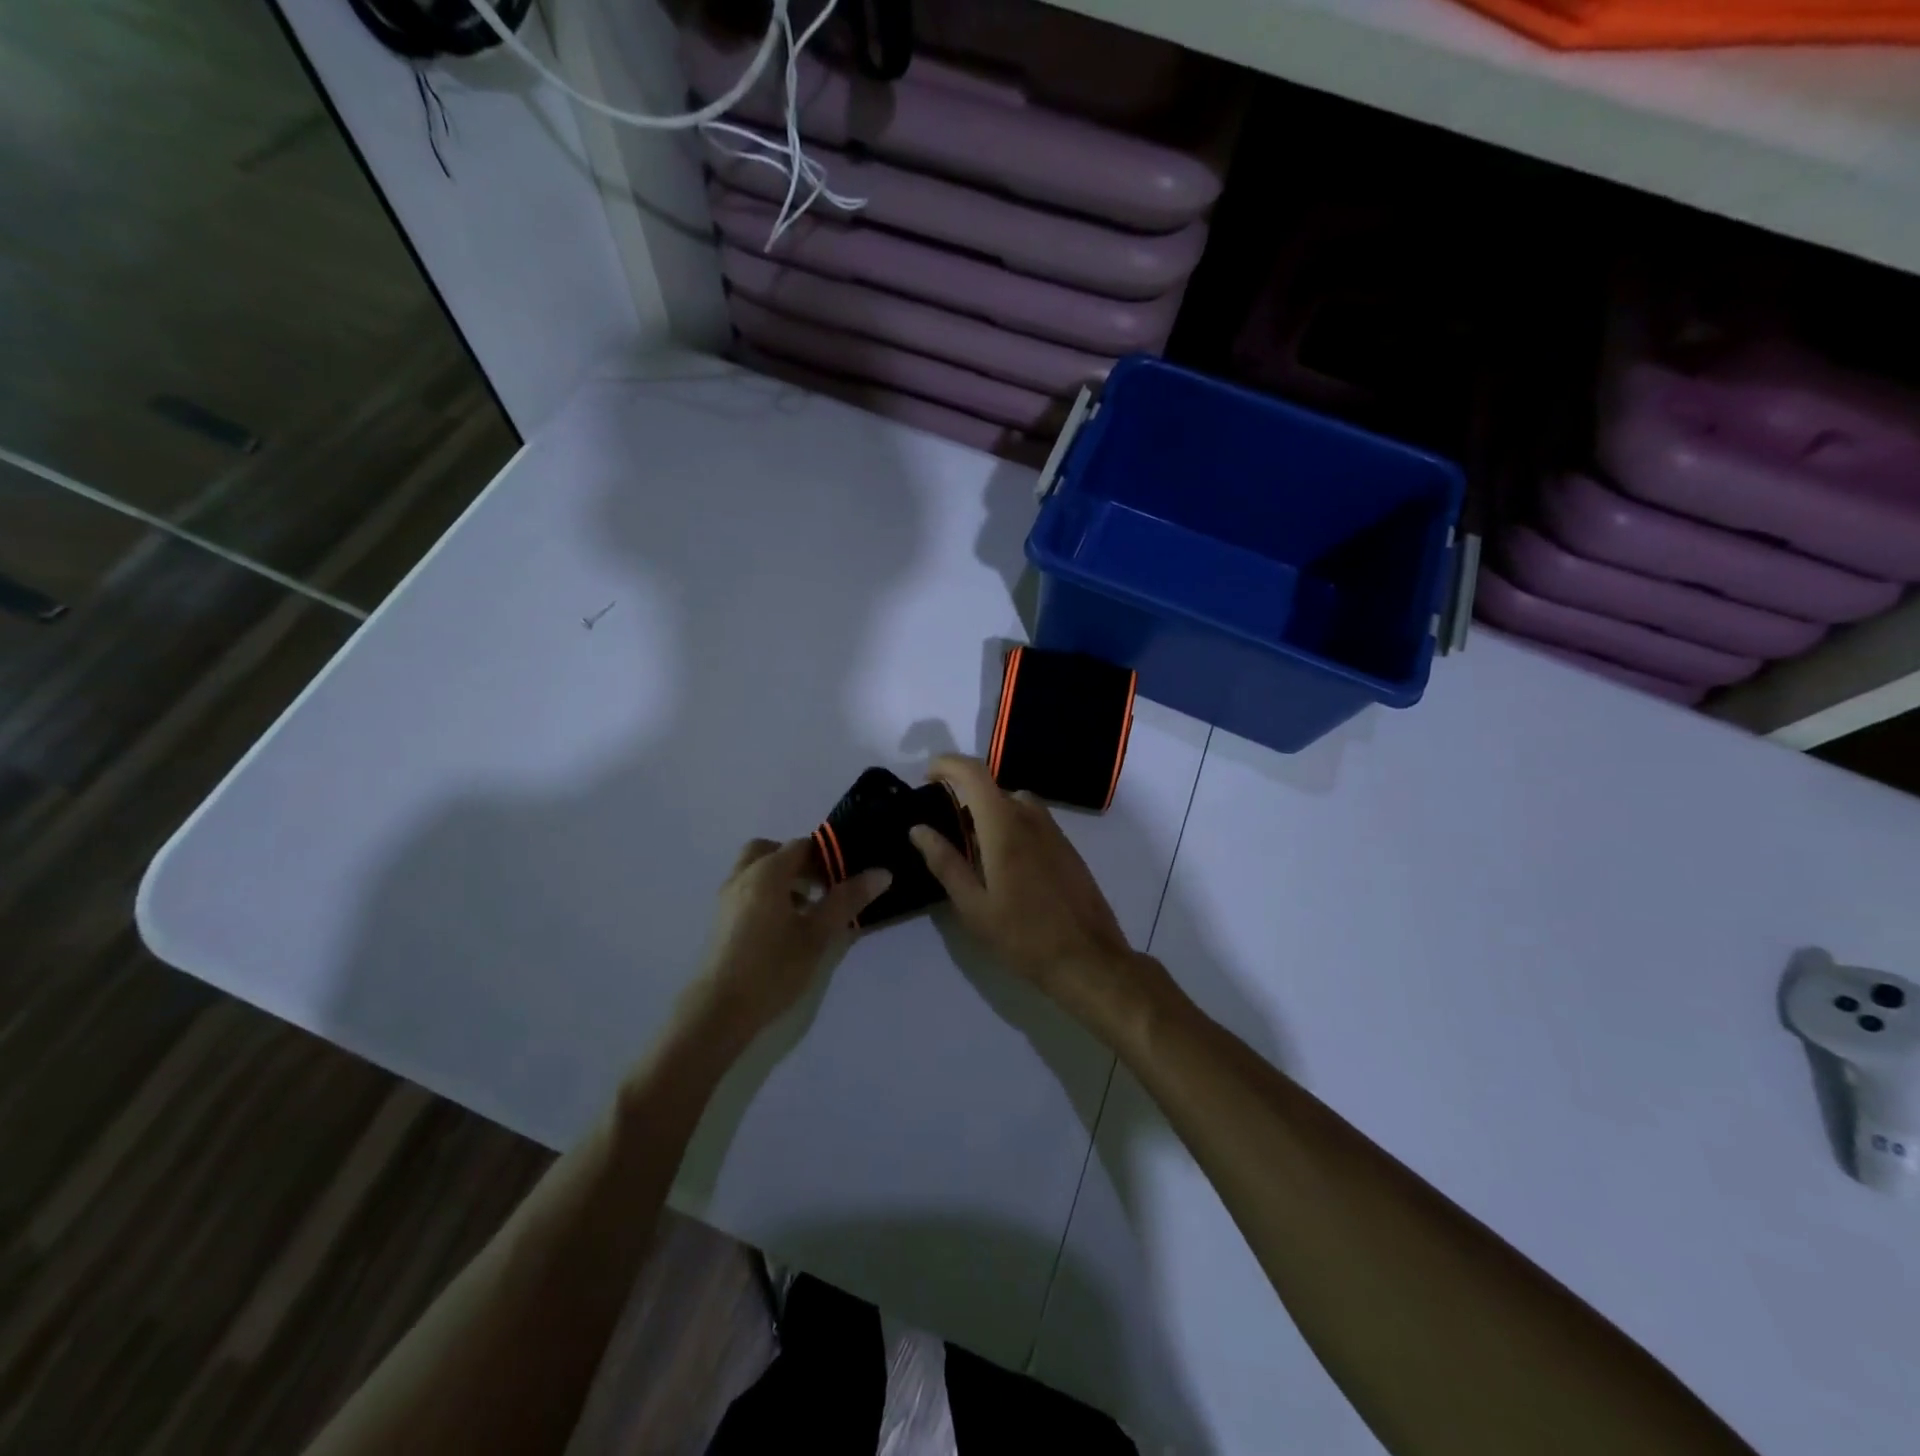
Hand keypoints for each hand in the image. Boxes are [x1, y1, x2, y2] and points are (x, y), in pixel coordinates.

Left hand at [686, 838, 890, 1044]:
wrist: (718, 1011)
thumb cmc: (772, 969)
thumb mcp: (817, 935)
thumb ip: (847, 900)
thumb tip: (881, 872)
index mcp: (767, 873)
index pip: (802, 846)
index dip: (827, 856)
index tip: (847, 877)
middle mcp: (743, 876)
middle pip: (771, 850)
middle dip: (798, 861)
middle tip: (822, 886)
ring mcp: (726, 897)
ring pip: (756, 870)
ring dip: (781, 877)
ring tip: (807, 909)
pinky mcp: (720, 918)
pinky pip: (746, 888)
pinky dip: (766, 892)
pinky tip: (784, 926)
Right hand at [908, 755, 1158, 1034]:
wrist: (1088, 959)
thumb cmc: (1023, 936)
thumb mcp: (973, 905)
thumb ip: (945, 862)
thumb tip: (919, 829)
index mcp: (1004, 826)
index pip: (974, 773)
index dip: (947, 765)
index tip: (926, 778)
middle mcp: (1031, 818)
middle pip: (993, 788)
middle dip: (965, 797)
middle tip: (944, 830)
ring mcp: (1054, 831)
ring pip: (1015, 803)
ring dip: (990, 812)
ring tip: (973, 850)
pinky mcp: (1067, 848)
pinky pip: (1033, 821)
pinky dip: (1011, 825)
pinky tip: (1005, 866)